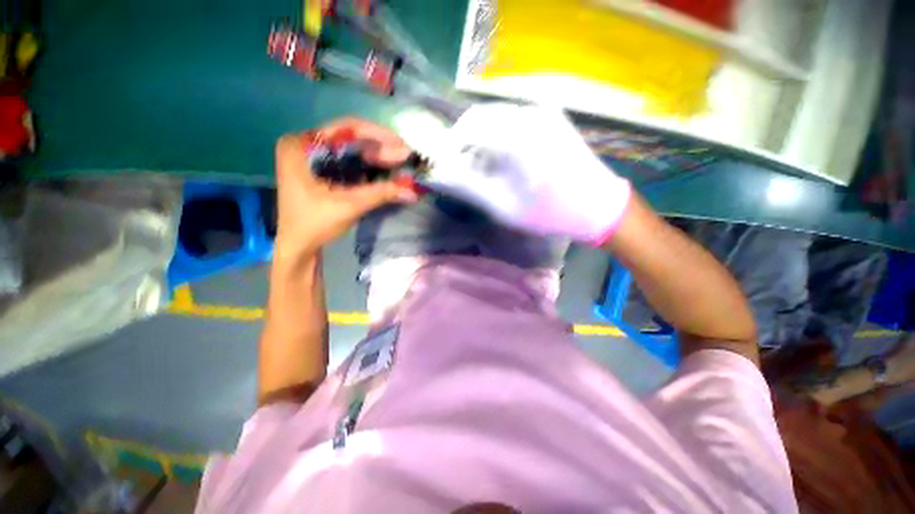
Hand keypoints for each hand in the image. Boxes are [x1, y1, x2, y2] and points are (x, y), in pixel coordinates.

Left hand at [274, 118, 417, 257]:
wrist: (299, 246)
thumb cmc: (314, 224)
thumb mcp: (349, 206)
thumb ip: (381, 193)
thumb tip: (413, 190)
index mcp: (302, 145)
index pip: (346, 129)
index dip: (379, 136)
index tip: (402, 146)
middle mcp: (306, 144)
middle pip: (351, 139)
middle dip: (381, 149)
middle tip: (406, 157)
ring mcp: (314, 157)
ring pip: (353, 150)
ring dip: (379, 157)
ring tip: (402, 163)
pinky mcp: (323, 170)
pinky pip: (351, 162)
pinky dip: (371, 167)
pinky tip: (387, 171)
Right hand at [429, 103, 631, 243]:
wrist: (598, 206)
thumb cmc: (549, 212)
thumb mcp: (504, 207)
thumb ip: (469, 187)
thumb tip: (441, 174)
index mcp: (517, 135)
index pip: (467, 128)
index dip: (451, 146)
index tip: (447, 167)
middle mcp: (529, 113)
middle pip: (481, 117)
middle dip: (466, 142)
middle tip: (464, 169)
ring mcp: (543, 111)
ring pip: (496, 117)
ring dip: (482, 139)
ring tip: (484, 167)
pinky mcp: (551, 116)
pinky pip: (514, 119)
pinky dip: (500, 136)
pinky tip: (504, 158)